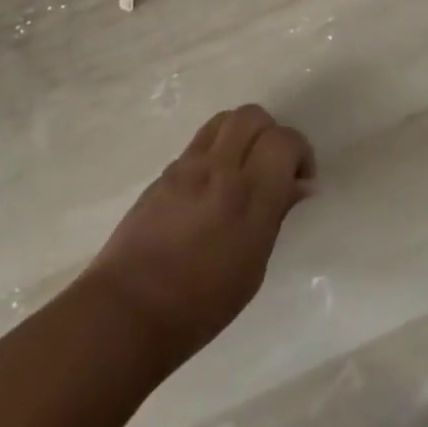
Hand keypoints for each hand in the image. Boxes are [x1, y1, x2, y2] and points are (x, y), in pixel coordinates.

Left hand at [81, 105, 314, 360]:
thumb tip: (297, 185)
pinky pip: (199, 143)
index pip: (284, 140)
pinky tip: (213, 188)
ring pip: (224, 120)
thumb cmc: (200, 305)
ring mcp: (186, 167)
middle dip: (271, 134)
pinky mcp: (164, 172)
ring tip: (243, 169)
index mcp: (248, 196)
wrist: (127, 311)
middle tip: (273, 169)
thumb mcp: (253, 268)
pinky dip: (216, 152)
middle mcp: (218, 169)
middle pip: (253, 116)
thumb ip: (275, 215)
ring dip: (242, 135)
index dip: (300, 152)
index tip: (300, 180)